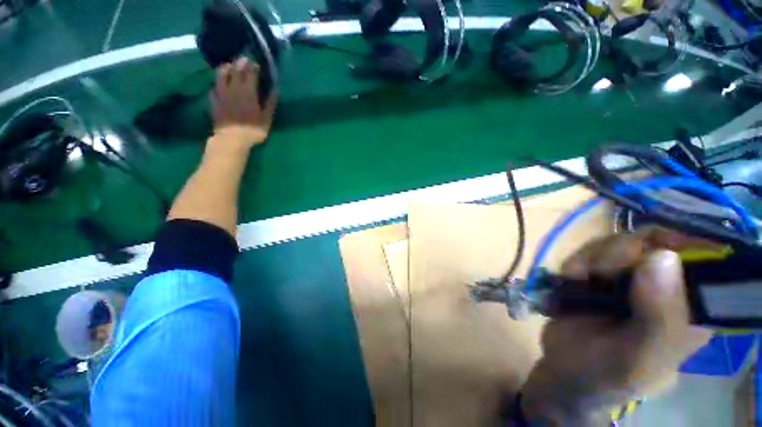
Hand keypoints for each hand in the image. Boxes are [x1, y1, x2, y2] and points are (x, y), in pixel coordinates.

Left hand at [210, 58, 277, 148]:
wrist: (232, 139)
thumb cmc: (253, 130)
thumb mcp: (266, 118)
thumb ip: (270, 103)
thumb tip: (275, 89)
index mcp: (247, 92)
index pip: (250, 73)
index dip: (253, 66)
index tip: (257, 64)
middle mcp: (233, 89)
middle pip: (235, 70)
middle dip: (240, 63)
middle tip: (244, 60)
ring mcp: (221, 94)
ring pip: (220, 75)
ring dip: (225, 68)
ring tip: (229, 67)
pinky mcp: (214, 101)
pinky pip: (213, 88)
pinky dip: (216, 84)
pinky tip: (218, 86)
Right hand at [520, 227, 713, 425]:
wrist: (565, 371)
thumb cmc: (607, 374)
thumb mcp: (638, 358)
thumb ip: (659, 318)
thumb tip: (663, 257)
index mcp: (692, 309)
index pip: (703, 255)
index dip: (675, 244)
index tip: (639, 257)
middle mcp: (668, 287)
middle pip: (655, 240)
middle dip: (619, 251)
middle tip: (597, 274)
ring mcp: (632, 278)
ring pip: (620, 241)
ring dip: (592, 256)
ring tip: (576, 279)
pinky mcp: (602, 275)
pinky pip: (593, 249)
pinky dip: (577, 259)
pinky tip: (570, 278)